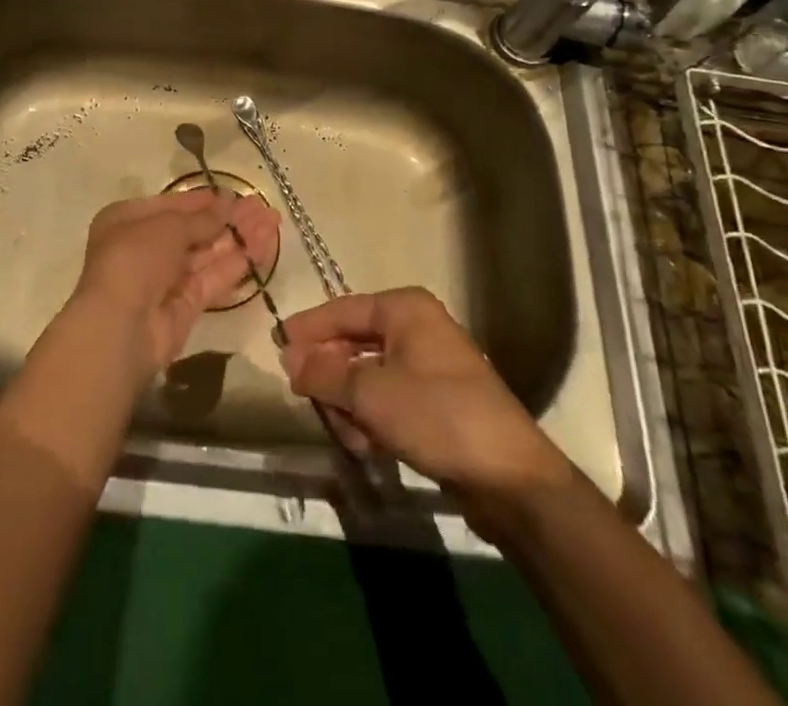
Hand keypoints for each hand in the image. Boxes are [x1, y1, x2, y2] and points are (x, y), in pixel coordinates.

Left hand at [69, 190, 280, 376]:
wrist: (121, 327)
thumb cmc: (135, 258)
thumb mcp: (168, 227)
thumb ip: (202, 218)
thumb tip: (227, 202)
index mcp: (128, 221)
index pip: (172, 205)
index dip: (203, 200)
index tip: (234, 194)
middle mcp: (145, 248)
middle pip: (194, 230)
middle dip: (228, 219)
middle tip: (263, 207)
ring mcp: (166, 279)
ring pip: (208, 254)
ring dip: (239, 238)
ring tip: (273, 222)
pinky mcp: (186, 306)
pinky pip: (214, 278)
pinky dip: (238, 263)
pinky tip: (263, 247)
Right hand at [279, 287, 567, 505]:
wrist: (511, 479)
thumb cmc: (436, 416)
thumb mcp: (370, 394)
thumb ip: (323, 372)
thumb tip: (288, 356)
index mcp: (405, 308)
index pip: (342, 310)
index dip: (307, 329)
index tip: (276, 348)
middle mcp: (418, 327)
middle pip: (354, 344)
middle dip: (332, 378)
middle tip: (309, 402)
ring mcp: (431, 364)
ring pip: (370, 376)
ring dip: (352, 406)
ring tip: (349, 436)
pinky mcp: (439, 401)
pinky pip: (390, 398)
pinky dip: (374, 419)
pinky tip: (370, 447)